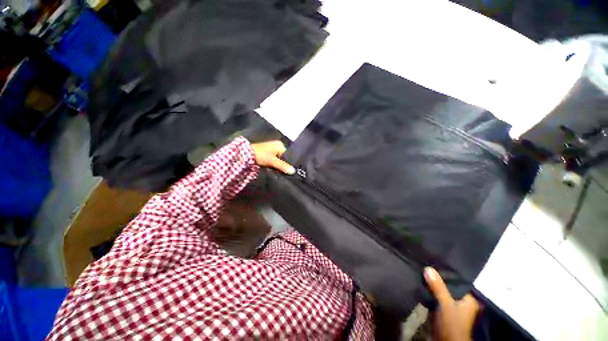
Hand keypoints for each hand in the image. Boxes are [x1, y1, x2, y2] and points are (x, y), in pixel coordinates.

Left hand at [251, 141, 294, 174]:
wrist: (245, 155)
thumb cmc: (261, 155)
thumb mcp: (273, 161)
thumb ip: (283, 166)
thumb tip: (293, 171)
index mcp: (280, 145)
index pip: (289, 155)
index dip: (289, 163)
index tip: (291, 170)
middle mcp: (277, 146)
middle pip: (284, 158)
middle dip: (284, 164)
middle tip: (287, 172)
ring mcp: (271, 150)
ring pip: (279, 160)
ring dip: (279, 165)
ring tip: (281, 172)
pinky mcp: (267, 155)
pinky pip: (274, 161)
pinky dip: (275, 165)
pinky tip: (275, 170)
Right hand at [424, 267, 480, 340]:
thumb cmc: (452, 323)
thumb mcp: (445, 304)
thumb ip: (438, 287)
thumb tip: (428, 267)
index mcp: (468, 299)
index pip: (458, 281)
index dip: (446, 272)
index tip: (435, 261)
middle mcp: (461, 301)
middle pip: (448, 286)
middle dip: (437, 278)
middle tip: (426, 264)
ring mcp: (451, 306)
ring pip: (441, 291)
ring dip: (433, 284)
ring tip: (422, 271)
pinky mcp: (442, 310)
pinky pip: (436, 297)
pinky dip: (430, 291)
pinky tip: (422, 283)